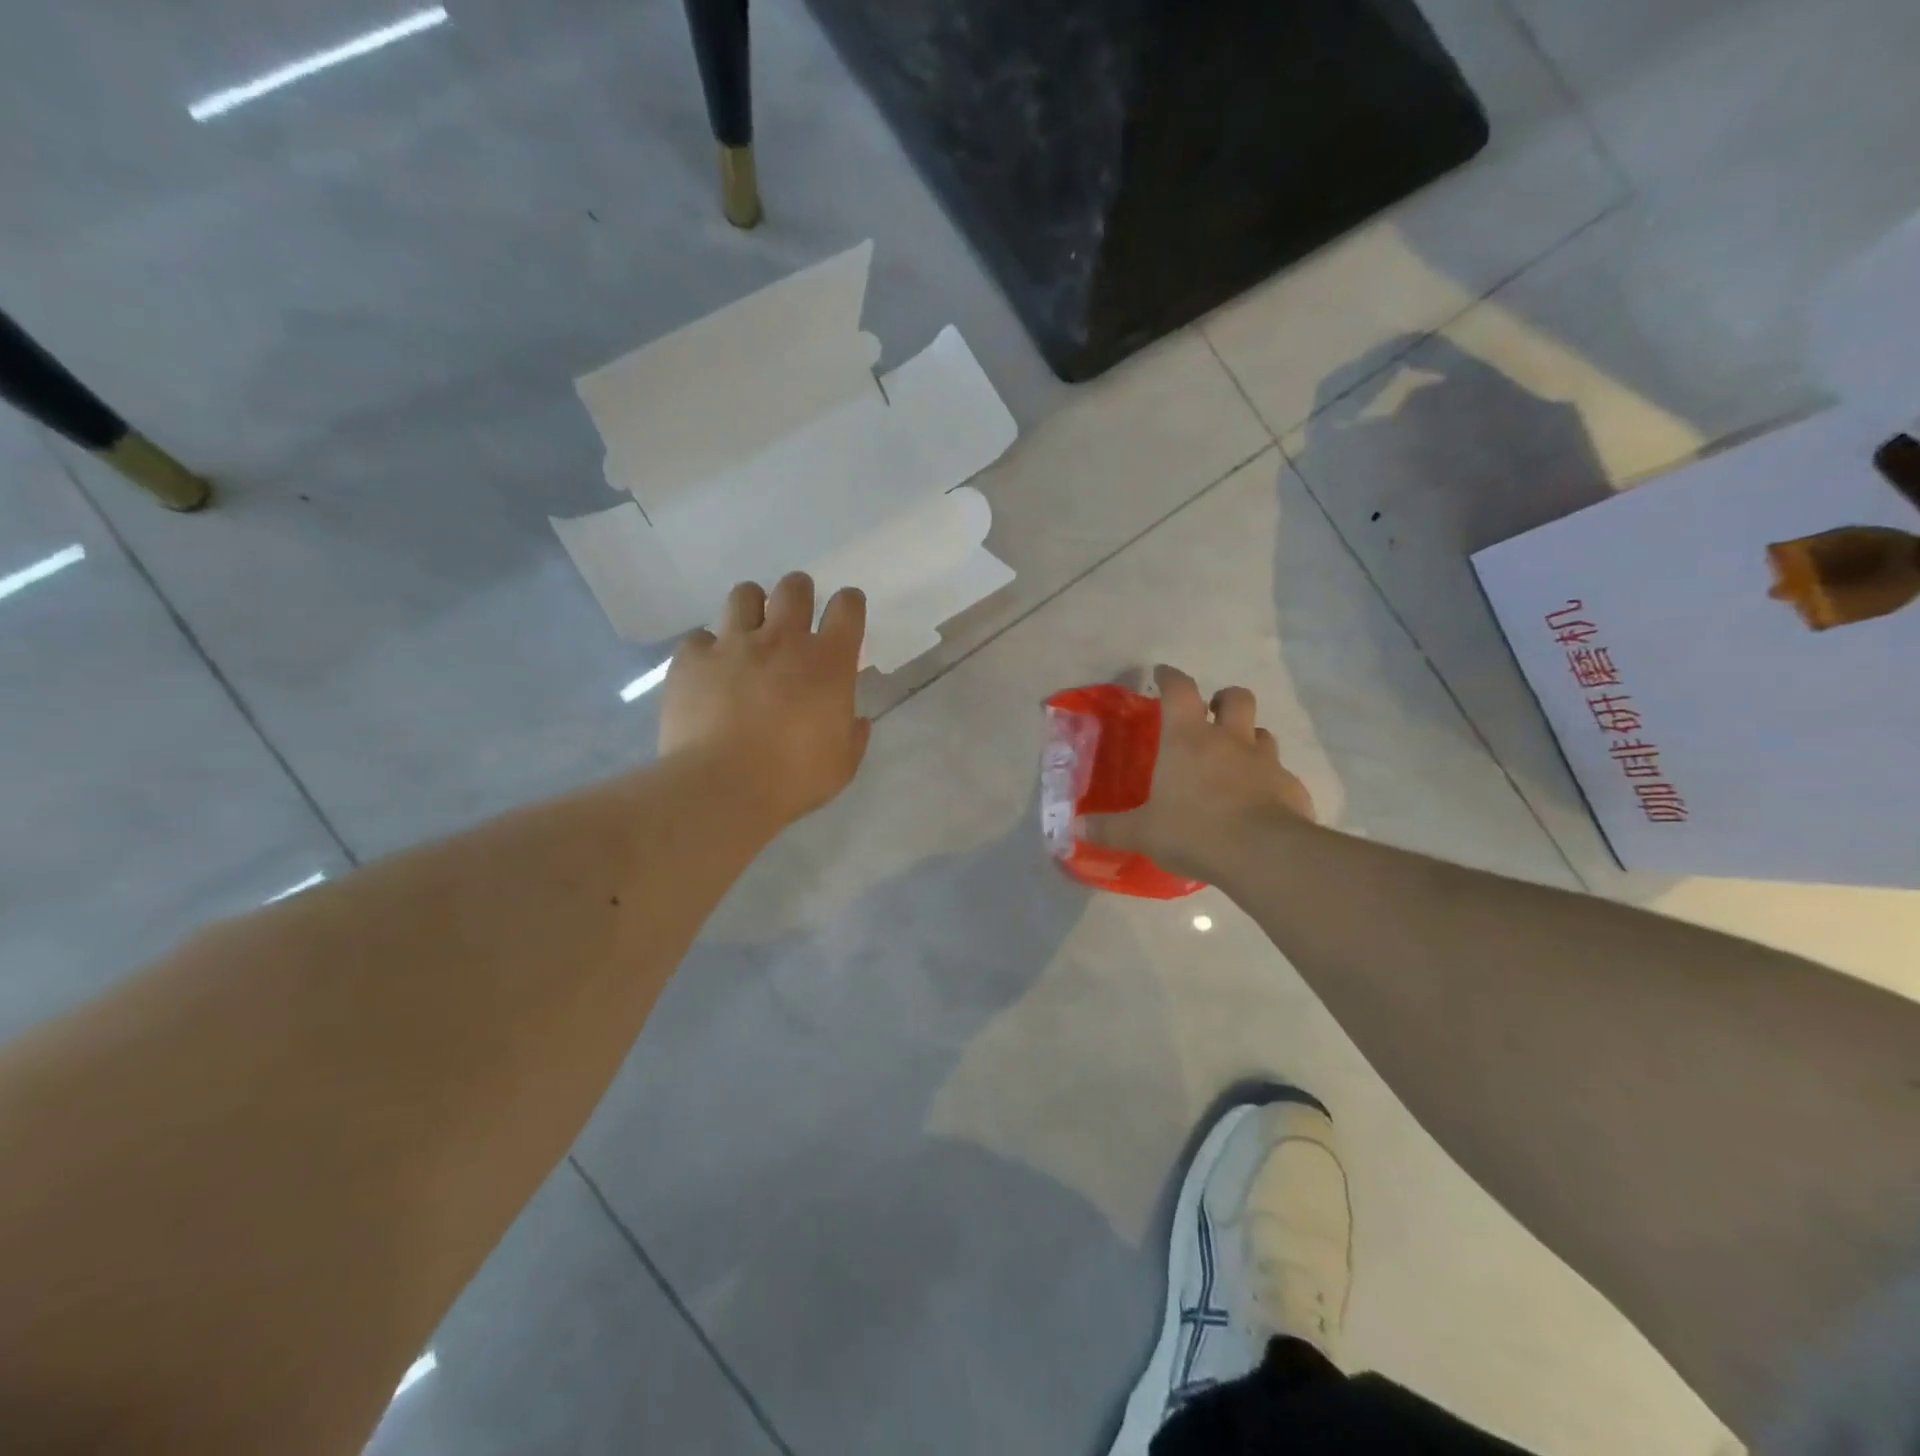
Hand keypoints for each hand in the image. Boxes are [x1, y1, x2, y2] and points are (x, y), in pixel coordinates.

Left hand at [659, 573, 871, 827]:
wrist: (722, 788)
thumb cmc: (793, 779)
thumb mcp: (842, 764)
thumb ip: (852, 734)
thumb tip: (855, 720)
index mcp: (828, 662)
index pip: (847, 607)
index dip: (849, 605)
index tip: (844, 616)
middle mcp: (782, 640)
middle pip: (794, 588)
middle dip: (799, 594)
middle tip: (795, 620)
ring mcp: (733, 644)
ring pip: (744, 595)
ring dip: (752, 608)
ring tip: (750, 633)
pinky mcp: (692, 659)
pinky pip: (700, 638)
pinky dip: (707, 650)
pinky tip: (709, 672)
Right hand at [1081, 665, 1315, 879]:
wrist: (1264, 855)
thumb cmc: (1194, 831)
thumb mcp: (1143, 833)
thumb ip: (1110, 828)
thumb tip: (1076, 828)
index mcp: (1188, 739)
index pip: (1180, 690)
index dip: (1171, 677)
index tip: (1163, 674)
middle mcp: (1230, 740)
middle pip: (1236, 697)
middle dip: (1223, 699)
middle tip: (1211, 715)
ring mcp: (1266, 762)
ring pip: (1262, 733)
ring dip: (1249, 739)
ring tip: (1234, 761)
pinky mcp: (1291, 787)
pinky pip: (1279, 774)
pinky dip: (1268, 781)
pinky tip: (1257, 804)